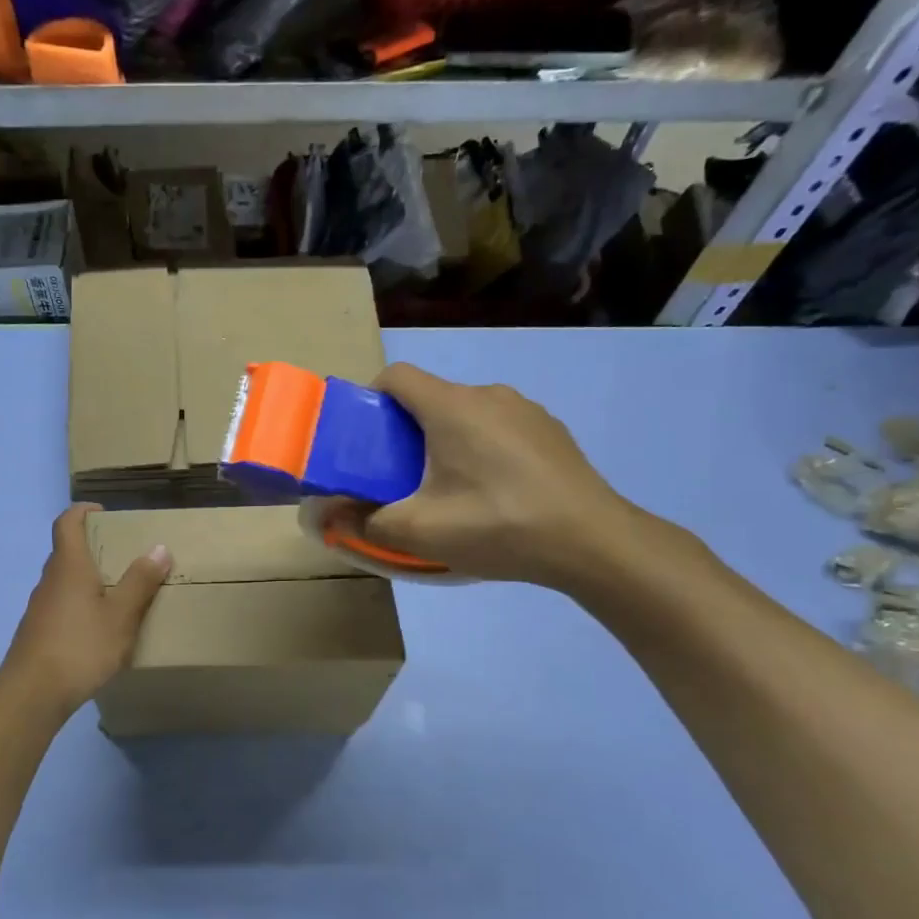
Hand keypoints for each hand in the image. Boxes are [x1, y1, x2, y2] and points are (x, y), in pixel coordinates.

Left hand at [1, 504, 171, 713]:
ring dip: (88, 579)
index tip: (104, 513)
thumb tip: (159, 548)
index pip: (67, 522)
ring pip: (65, 581)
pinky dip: (81, 604)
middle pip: (67, 551)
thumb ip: (140, 582)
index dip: (83, 511)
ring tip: (119, 593)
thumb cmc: (81, 646)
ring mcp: (40, 606)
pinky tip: (99, 628)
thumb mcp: (121, 615)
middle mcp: (50, 579)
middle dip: (94, 548)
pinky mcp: (38, 631)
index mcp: (69, 566)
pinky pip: (62, 605)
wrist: (33, 692)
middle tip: (125, 556)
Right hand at [356, 363, 645, 587]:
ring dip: (446, 441)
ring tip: (450, 490)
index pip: (396, 376)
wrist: (593, 542)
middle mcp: (488, 394)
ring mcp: (526, 410)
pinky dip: (483, 449)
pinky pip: (499, 428)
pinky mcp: (551, 431)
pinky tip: (495, 493)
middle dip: (405, 431)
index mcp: (451, 406)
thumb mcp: (420, 532)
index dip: (370, 400)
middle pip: (430, 398)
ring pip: (466, 414)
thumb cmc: (498, 525)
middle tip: (400, 478)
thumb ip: (364, 522)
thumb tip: (325, 517)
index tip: (365, 440)